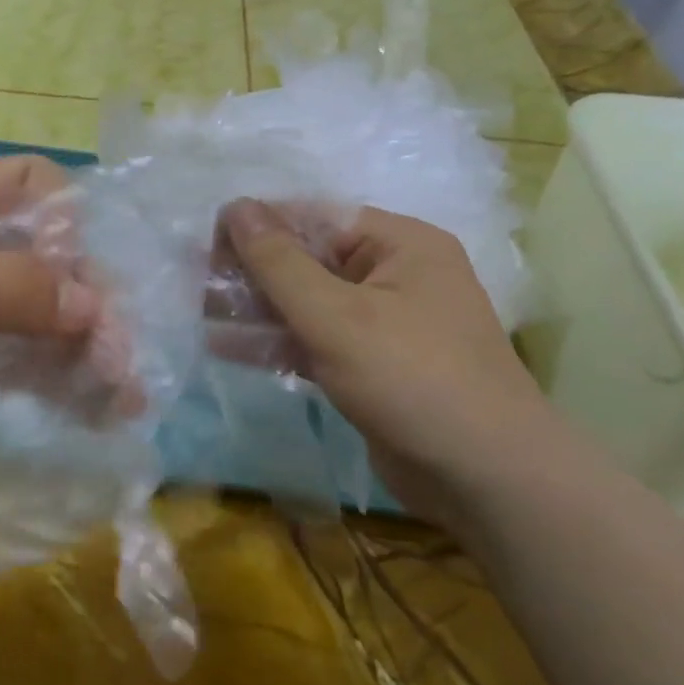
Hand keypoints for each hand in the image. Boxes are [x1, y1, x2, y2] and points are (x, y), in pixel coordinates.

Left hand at [0, 157, 104, 478]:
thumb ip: (5, 288)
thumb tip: (96, 306)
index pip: (32, 185)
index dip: (71, 221)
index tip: (87, 277)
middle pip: (50, 258)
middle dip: (91, 302)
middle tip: (122, 361)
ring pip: (43, 314)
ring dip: (86, 349)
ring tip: (122, 398)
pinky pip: (23, 358)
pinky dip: (58, 378)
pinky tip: (93, 408)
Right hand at [223, 200, 559, 512]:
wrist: (483, 477)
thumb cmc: (411, 379)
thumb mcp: (336, 316)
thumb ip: (279, 263)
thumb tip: (235, 207)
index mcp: (399, 244)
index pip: (315, 218)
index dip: (259, 227)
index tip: (206, 247)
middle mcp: (394, 275)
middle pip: (309, 261)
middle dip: (254, 274)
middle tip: (199, 289)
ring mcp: (384, 324)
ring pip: (309, 304)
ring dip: (259, 311)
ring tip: (204, 318)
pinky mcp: (372, 366)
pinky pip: (317, 341)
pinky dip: (279, 343)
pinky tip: (231, 348)